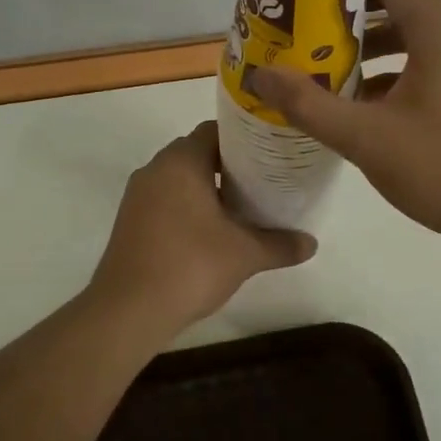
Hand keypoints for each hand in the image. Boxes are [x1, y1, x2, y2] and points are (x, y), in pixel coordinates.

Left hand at [89, 123, 316, 332]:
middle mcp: (155, 169)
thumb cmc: (191, 266)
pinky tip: (210, 231)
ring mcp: (137, 196)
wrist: (128, 310)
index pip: (215, 130)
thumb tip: (312, 243)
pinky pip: (164, 199)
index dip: (245, 139)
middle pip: (197, 152)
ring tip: (241, 207)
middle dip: (229, 165)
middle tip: (262, 181)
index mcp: (181, 162)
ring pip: (179, 178)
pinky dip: (187, 206)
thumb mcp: (245, 254)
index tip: (270, 154)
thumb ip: (280, 244)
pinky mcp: (129, 221)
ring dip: (207, 187)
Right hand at [252, 0, 440, 245]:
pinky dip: (391, 69)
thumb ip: (308, 104)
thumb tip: (259, 74)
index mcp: (439, 28)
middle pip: (396, 1)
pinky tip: (359, 101)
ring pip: (411, 35)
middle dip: (346, 15)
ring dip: (366, 46)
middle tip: (301, 30)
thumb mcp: (366, 138)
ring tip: (322, 65)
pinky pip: (426, 61)